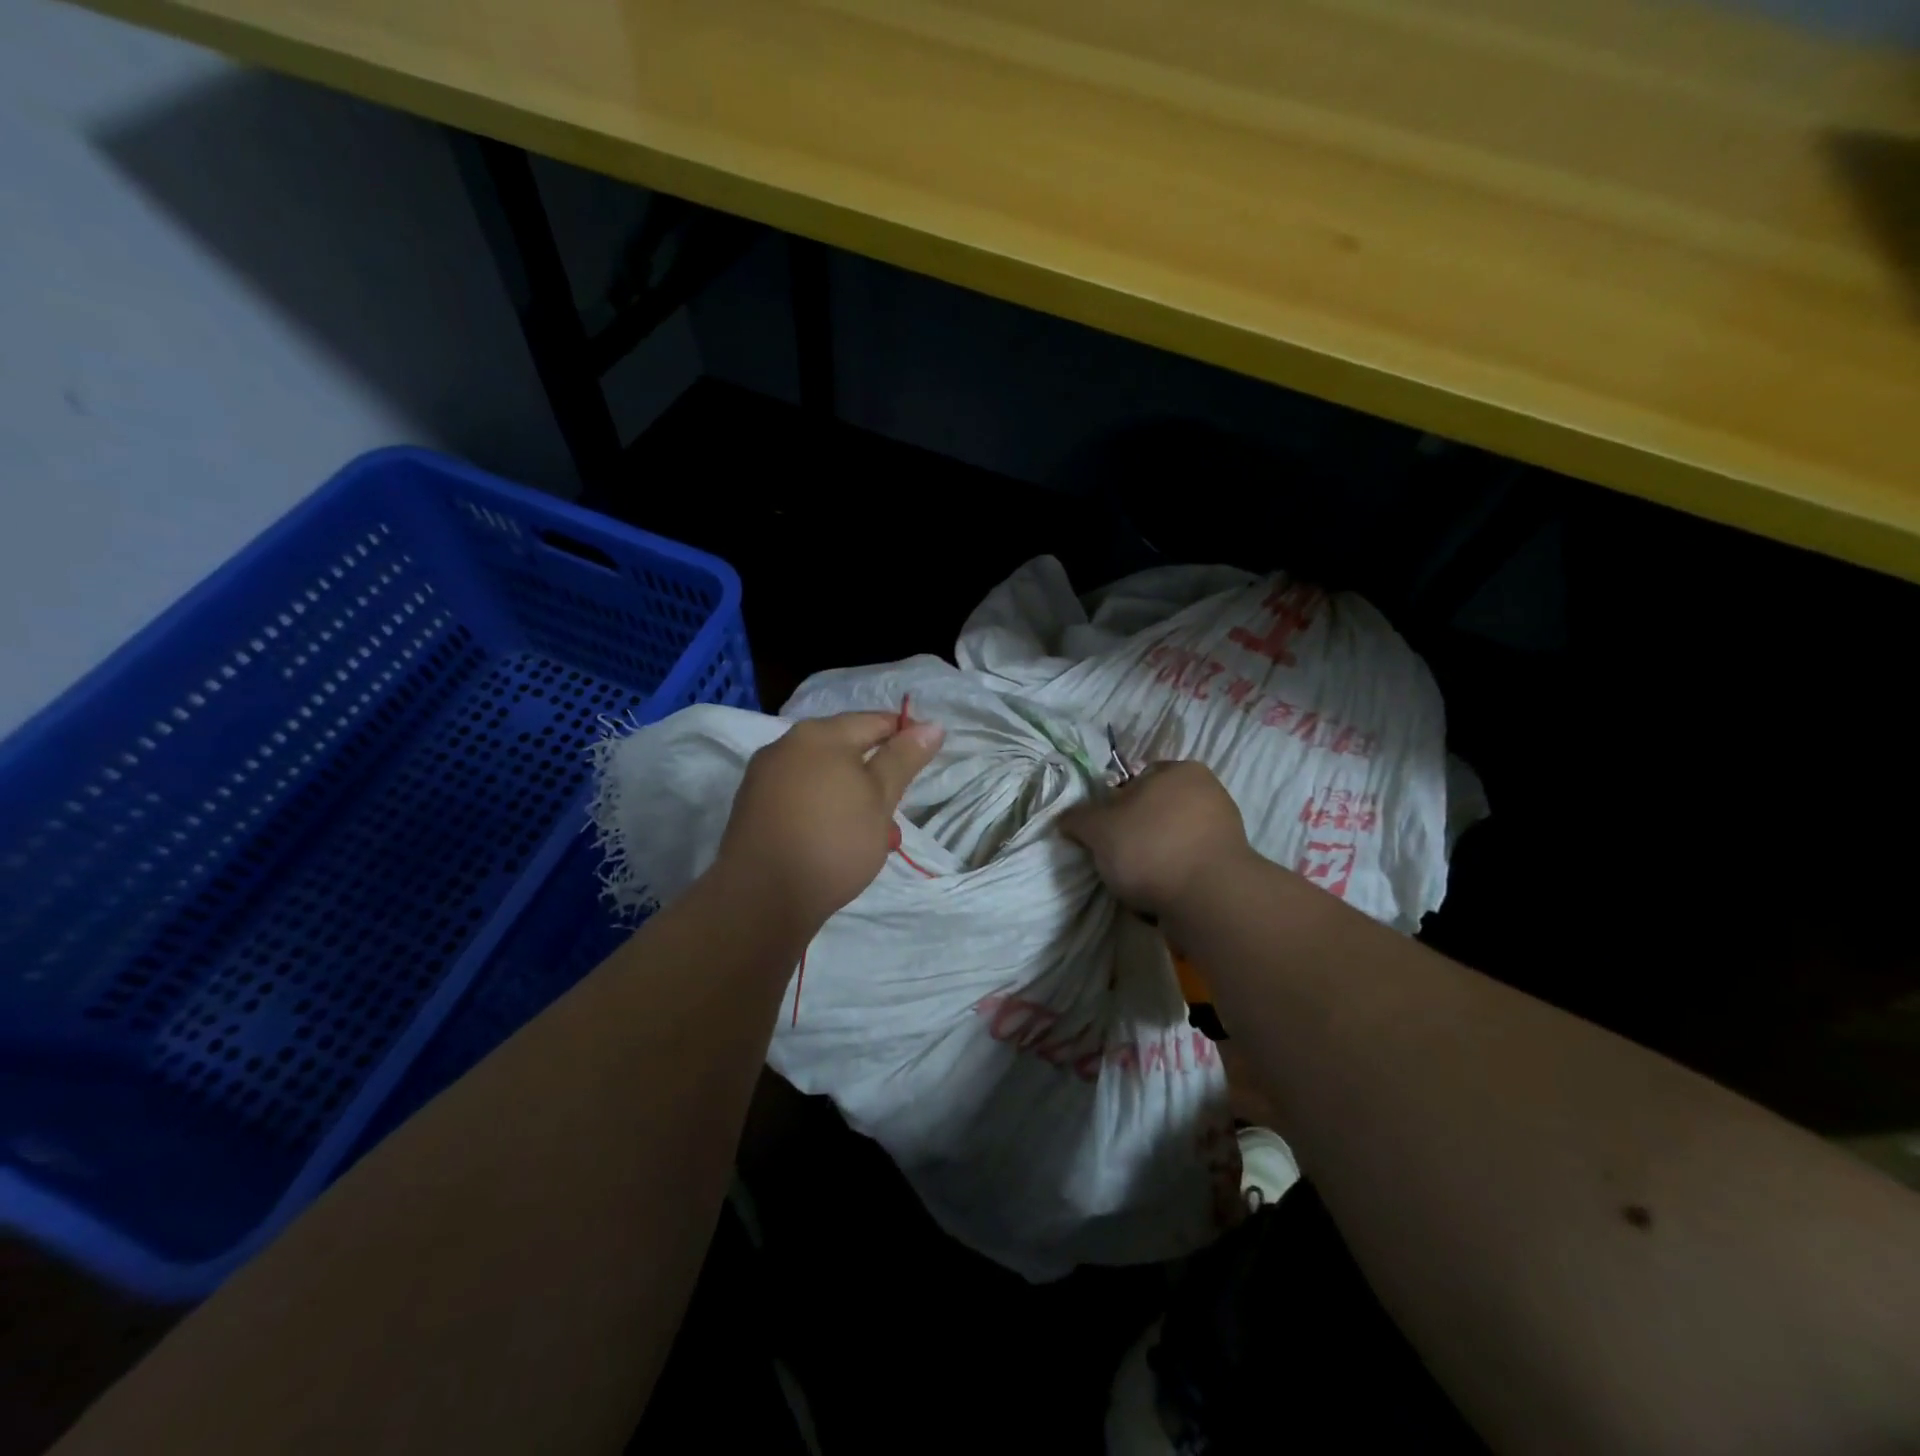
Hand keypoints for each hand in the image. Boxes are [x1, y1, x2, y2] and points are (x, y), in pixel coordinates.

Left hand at [713, 711, 943, 932]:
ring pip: (823, 776)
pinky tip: (835, 841)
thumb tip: (931, 726)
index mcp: (820, 734)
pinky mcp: (752, 807)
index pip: (874, 721)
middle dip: (876, 775)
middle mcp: (786, 745)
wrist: (761, 896)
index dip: (905, 736)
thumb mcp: (880, 798)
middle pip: (845, 748)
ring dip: (851, 796)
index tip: (926, 762)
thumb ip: (903, 758)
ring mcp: (764, 776)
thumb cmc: (833, 840)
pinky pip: (800, 796)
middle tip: (896, 810)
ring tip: (871, 835)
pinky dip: (824, 809)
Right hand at [1059, 760, 1252, 918]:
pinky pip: (1189, 866)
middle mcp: (1208, 791)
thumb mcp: (1098, 829)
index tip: (1103, 833)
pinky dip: (1174, 878)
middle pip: (1154, 813)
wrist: (1209, 899)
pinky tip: (1161, 895)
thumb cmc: (1151, 847)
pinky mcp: (1231, 865)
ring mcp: (1224, 829)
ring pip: (1171, 841)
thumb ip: (1078, 818)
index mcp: (1180, 770)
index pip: (1135, 781)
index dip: (1112, 807)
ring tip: (1138, 884)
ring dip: (1154, 859)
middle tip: (1116, 859)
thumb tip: (1067, 818)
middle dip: (1135, 835)